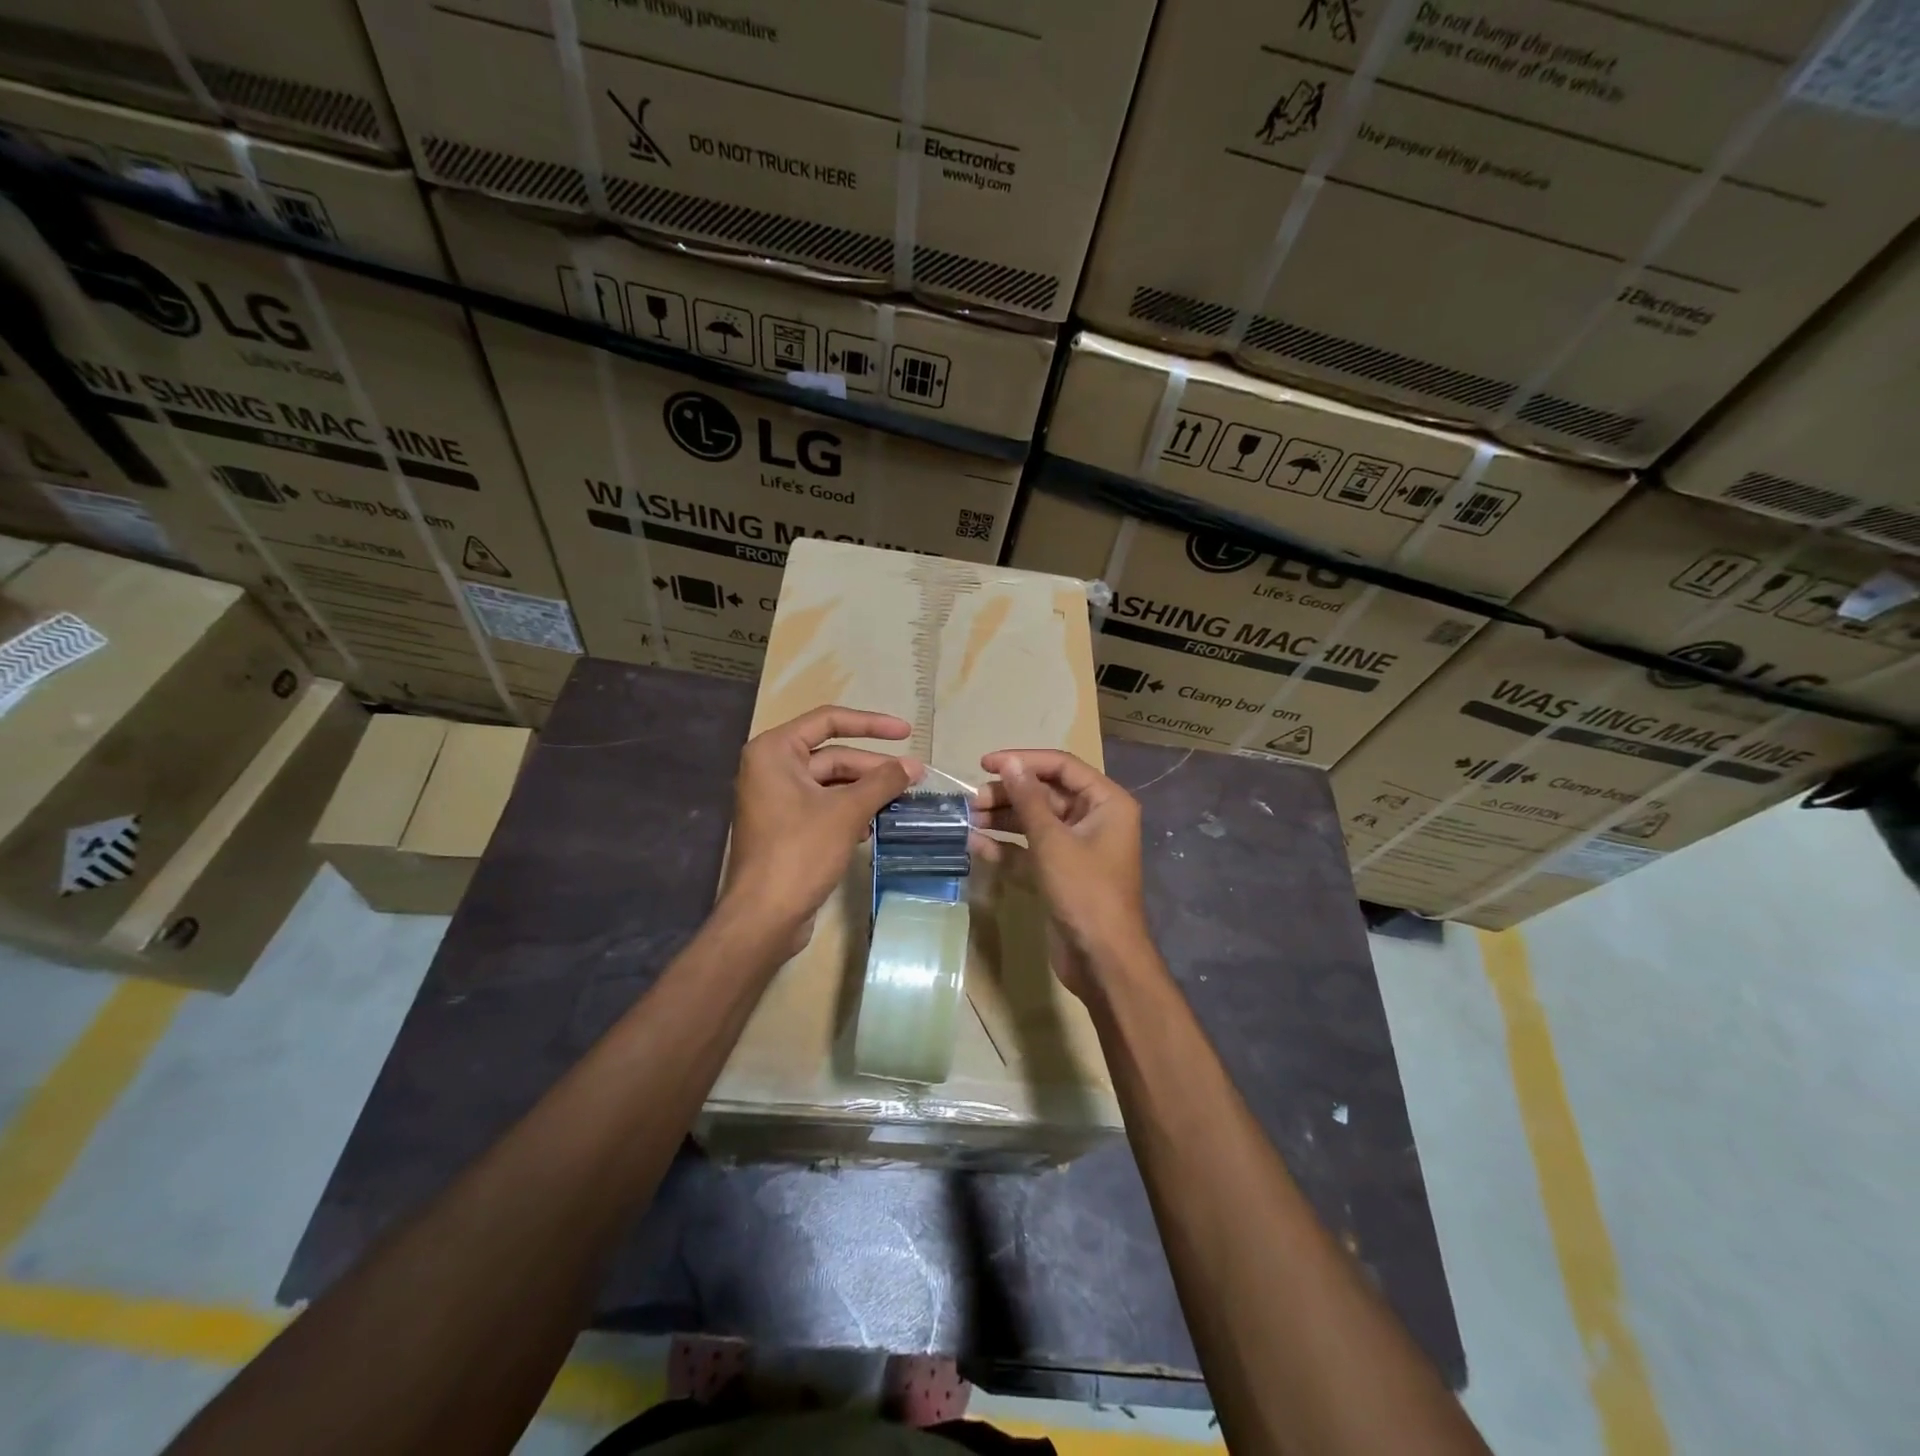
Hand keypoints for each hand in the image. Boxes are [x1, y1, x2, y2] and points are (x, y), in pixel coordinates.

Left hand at [724, 706, 920, 952]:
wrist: (764, 917)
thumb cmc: (800, 852)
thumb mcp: (847, 812)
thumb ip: (883, 782)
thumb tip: (915, 766)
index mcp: (774, 751)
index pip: (829, 721)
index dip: (871, 724)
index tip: (907, 732)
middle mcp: (771, 768)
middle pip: (833, 755)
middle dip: (874, 767)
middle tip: (914, 778)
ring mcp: (777, 799)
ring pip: (832, 784)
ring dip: (866, 792)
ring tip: (902, 802)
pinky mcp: (786, 827)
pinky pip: (825, 807)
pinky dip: (851, 811)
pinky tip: (875, 825)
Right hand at [972, 750, 1151, 997]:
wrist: (1102, 960)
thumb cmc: (1084, 891)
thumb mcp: (1052, 841)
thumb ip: (1027, 798)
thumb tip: (1008, 763)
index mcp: (1106, 802)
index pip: (1061, 766)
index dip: (1023, 760)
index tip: (985, 763)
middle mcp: (1094, 818)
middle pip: (1046, 793)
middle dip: (1009, 794)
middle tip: (972, 801)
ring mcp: (1078, 847)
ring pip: (1036, 820)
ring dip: (1003, 818)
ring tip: (969, 819)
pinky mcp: (1061, 872)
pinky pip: (1031, 848)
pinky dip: (1007, 846)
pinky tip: (976, 844)